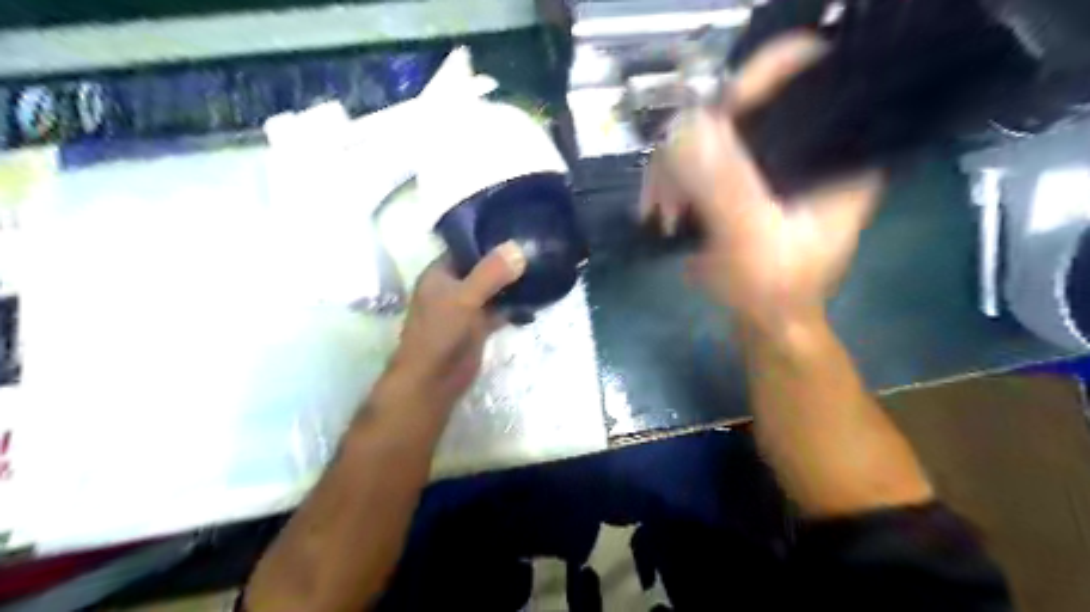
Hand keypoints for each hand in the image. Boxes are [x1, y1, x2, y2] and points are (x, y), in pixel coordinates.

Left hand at [385, 241, 524, 408]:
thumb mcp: (465, 298)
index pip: (467, 246)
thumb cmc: (440, 334)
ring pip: (494, 289)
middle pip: (484, 267)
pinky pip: (500, 309)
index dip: (490, 237)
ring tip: (544, 268)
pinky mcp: (479, 327)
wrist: (433, 382)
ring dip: (514, 283)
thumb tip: (519, 247)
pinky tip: (539, 298)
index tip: (520, 228)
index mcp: (440, 273)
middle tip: (539, 247)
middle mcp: (453, 287)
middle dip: (508, 261)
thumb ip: (491, 273)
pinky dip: (516, 305)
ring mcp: (467, 308)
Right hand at [640, 31, 884, 333]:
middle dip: (693, 145)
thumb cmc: (774, 291)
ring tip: (658, 212)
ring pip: (711, 138)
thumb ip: (725, 184)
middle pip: (744, 111)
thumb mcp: (753, 239)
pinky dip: (673, 183)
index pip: (800, 86)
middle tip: (667, 188)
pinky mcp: (743, 181)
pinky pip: (699, 163)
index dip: (752, 86)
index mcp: (835, 154)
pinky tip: (661, 210)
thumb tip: (684, 126)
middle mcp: (807, 148)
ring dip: (674, 172)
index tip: (705, 120)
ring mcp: (770, 165)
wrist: (768, 325)